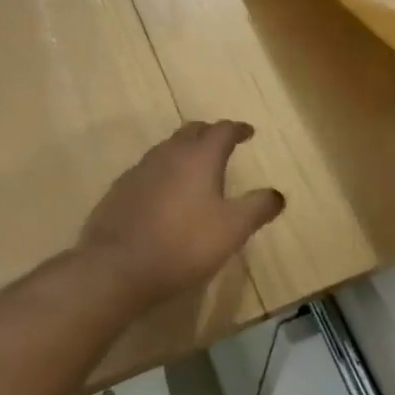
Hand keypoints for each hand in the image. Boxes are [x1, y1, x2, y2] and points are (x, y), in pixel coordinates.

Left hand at [78, 121, 283, 306]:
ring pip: (168, 148)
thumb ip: (257, 207)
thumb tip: (278, 194)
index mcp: (199, 156)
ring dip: (185, 151)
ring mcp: (140, 169)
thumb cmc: (183, 244)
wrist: (117, 265)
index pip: (222, 130)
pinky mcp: (120, 189)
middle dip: (210, 133)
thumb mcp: (232, 229)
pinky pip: (149, 169)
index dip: (238, 129)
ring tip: (196, 167)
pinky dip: (164, 172)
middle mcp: (169, 153)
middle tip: (222, 143)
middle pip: (192, 131)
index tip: (248, 132)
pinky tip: (165, 193)